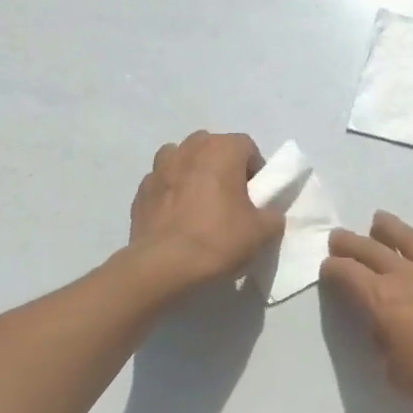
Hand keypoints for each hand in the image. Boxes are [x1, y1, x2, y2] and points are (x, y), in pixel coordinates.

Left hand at [128, 131, 283, 294]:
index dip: (255, 170)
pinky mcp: (141, 190)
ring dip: (193, 173)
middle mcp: (189, 149)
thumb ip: (272, 216)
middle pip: (212, 147)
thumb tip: (268, 214)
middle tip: (230, 198)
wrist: (163, 266)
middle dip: (223, 166)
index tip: (256, 196)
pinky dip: (171, 193)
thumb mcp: (262, 233)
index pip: (247, 146)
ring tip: (199, 204)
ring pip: (182, 159)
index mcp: (221, 150)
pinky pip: (162, 183)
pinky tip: (177, 218)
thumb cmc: (218, 240)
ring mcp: (159, 167)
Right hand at [321, 211, 412, 412]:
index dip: (333, 268)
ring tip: (380, 219)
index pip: (349, 275)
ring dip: (392, 228)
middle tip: (339, 236)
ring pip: (412, 240)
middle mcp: (409, 276)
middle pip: (373, 250)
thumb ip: (385, 345)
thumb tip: (386, 328)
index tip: (327, 266)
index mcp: (383, 300)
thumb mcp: (396, 373)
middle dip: (352, 242)